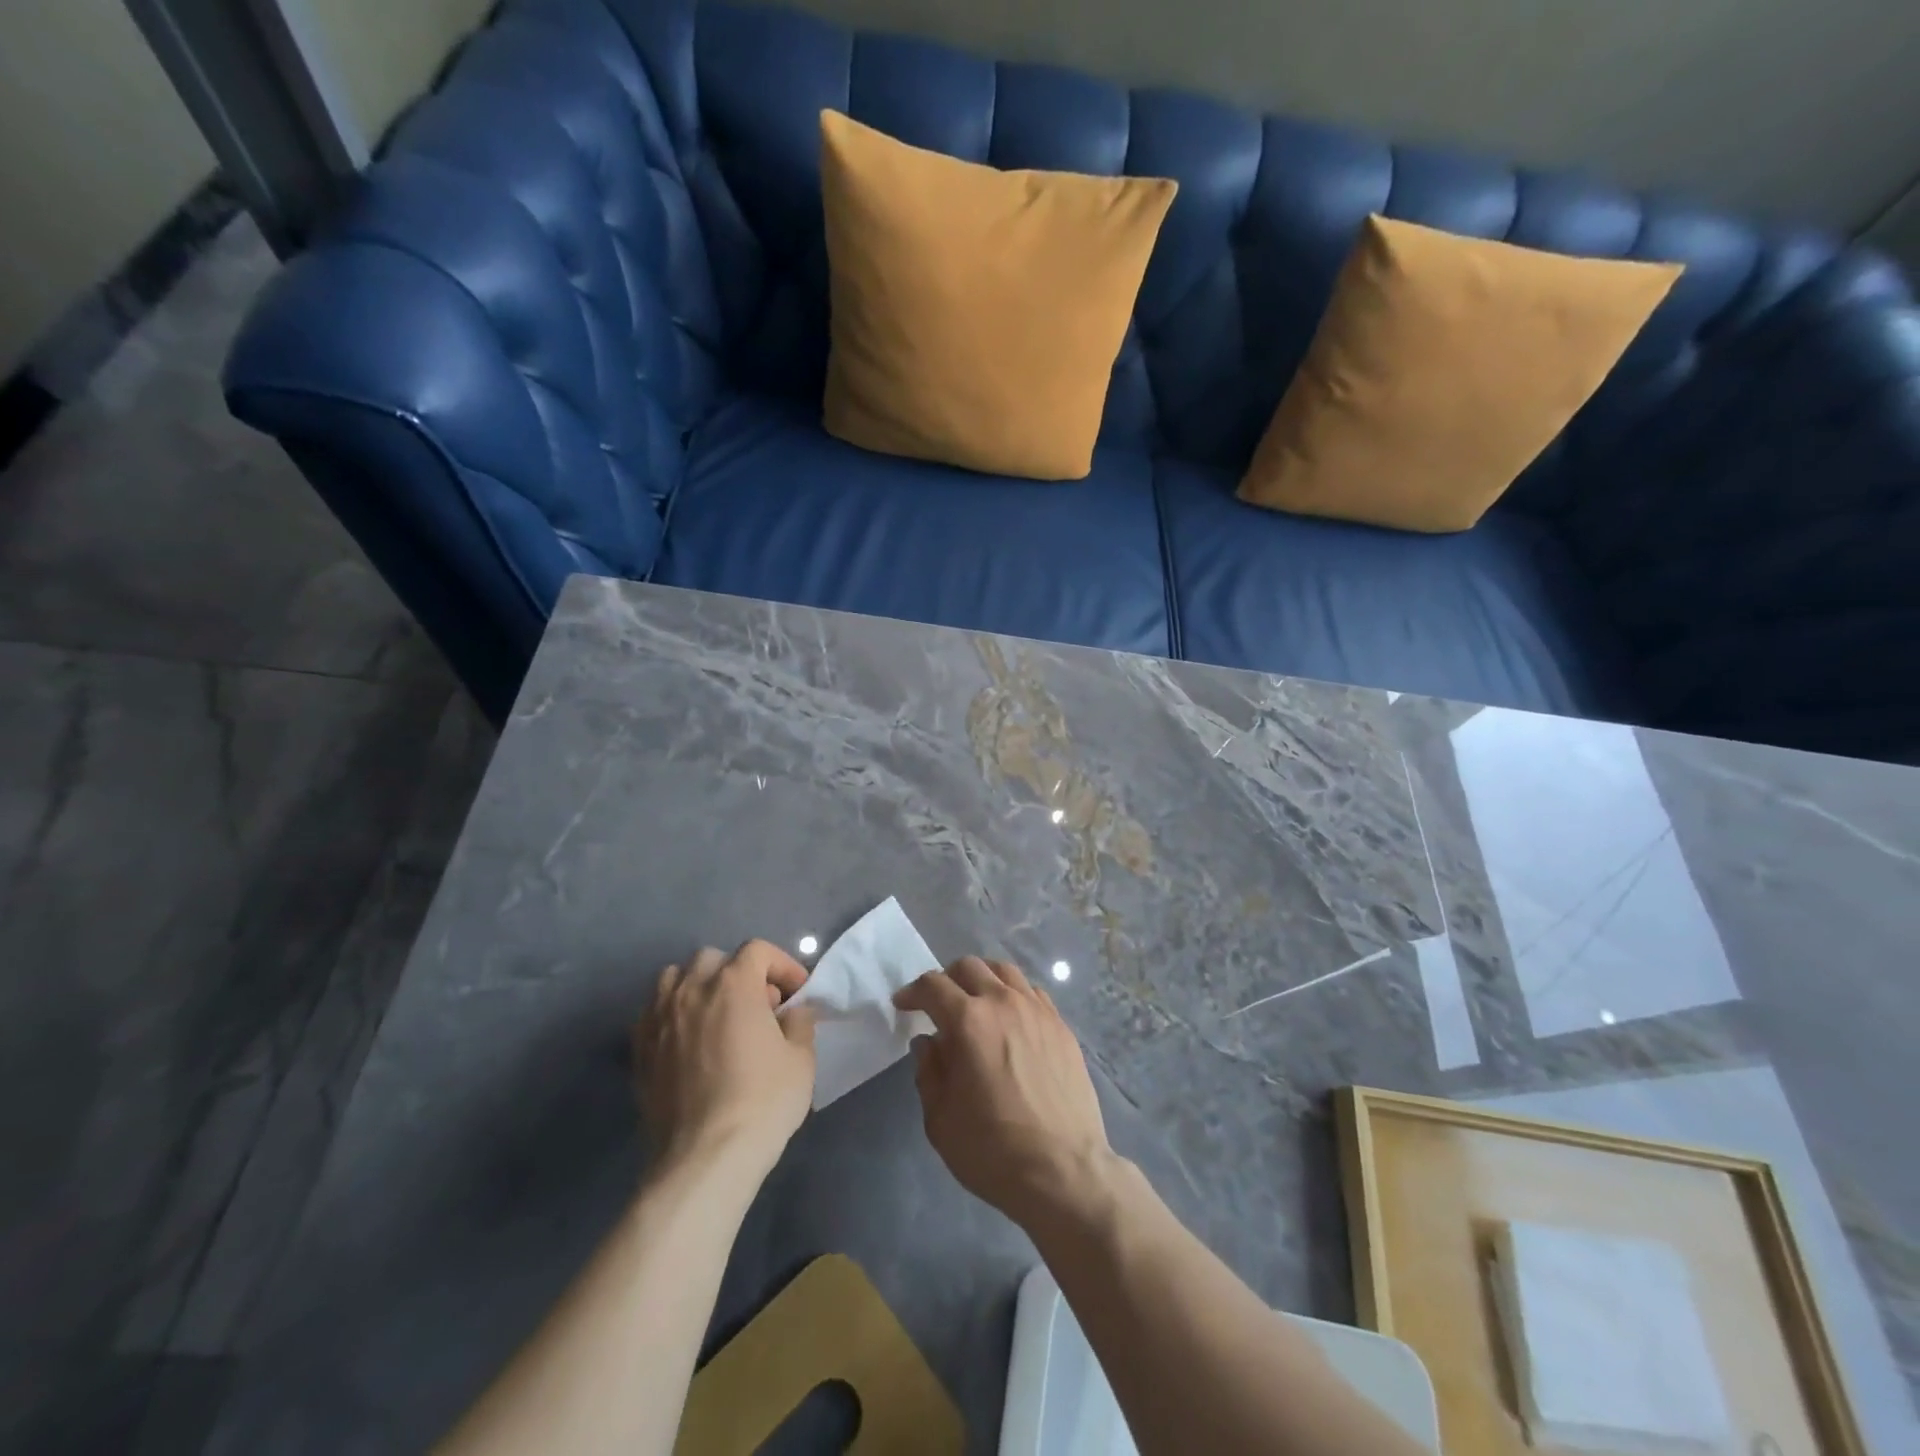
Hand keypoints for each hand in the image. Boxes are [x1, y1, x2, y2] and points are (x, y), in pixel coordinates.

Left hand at [635, 940, 816, 1177]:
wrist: (705, 1158)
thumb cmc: (762, 1101)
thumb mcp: (801, 1058)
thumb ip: (799, 1022)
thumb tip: (792, 1011)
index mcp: (733, 984)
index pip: (758, 950)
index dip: (782, 965)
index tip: (796, 994)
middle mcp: (691, 990)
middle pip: (713, 959)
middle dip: (738, 973)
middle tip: (758, 1006)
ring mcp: (659, 1019)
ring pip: (674, 979)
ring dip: (698, 987)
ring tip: (716, 1017)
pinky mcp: (639, 1050)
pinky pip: (654, 1013)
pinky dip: (673, 1015)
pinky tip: (688, 1043)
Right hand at [894, 956, 1114, 1229]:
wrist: (1063, 1171)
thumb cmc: (993, 1150)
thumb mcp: (940, 1119)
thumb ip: (929, 1072)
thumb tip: (928, 1042)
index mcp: (968, 1021)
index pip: (933, 986)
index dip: (912, 992)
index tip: (903, 1004)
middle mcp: (1003, 1003)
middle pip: (969, 967)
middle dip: (946, 979)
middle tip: (938, 1004)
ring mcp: (1038, 1011)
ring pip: (1004, 971)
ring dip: (982, 979)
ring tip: (975, 1002)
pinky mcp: (1061, 1026)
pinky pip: (1032, 992)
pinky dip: (1013, 994)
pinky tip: (1010, 1019)